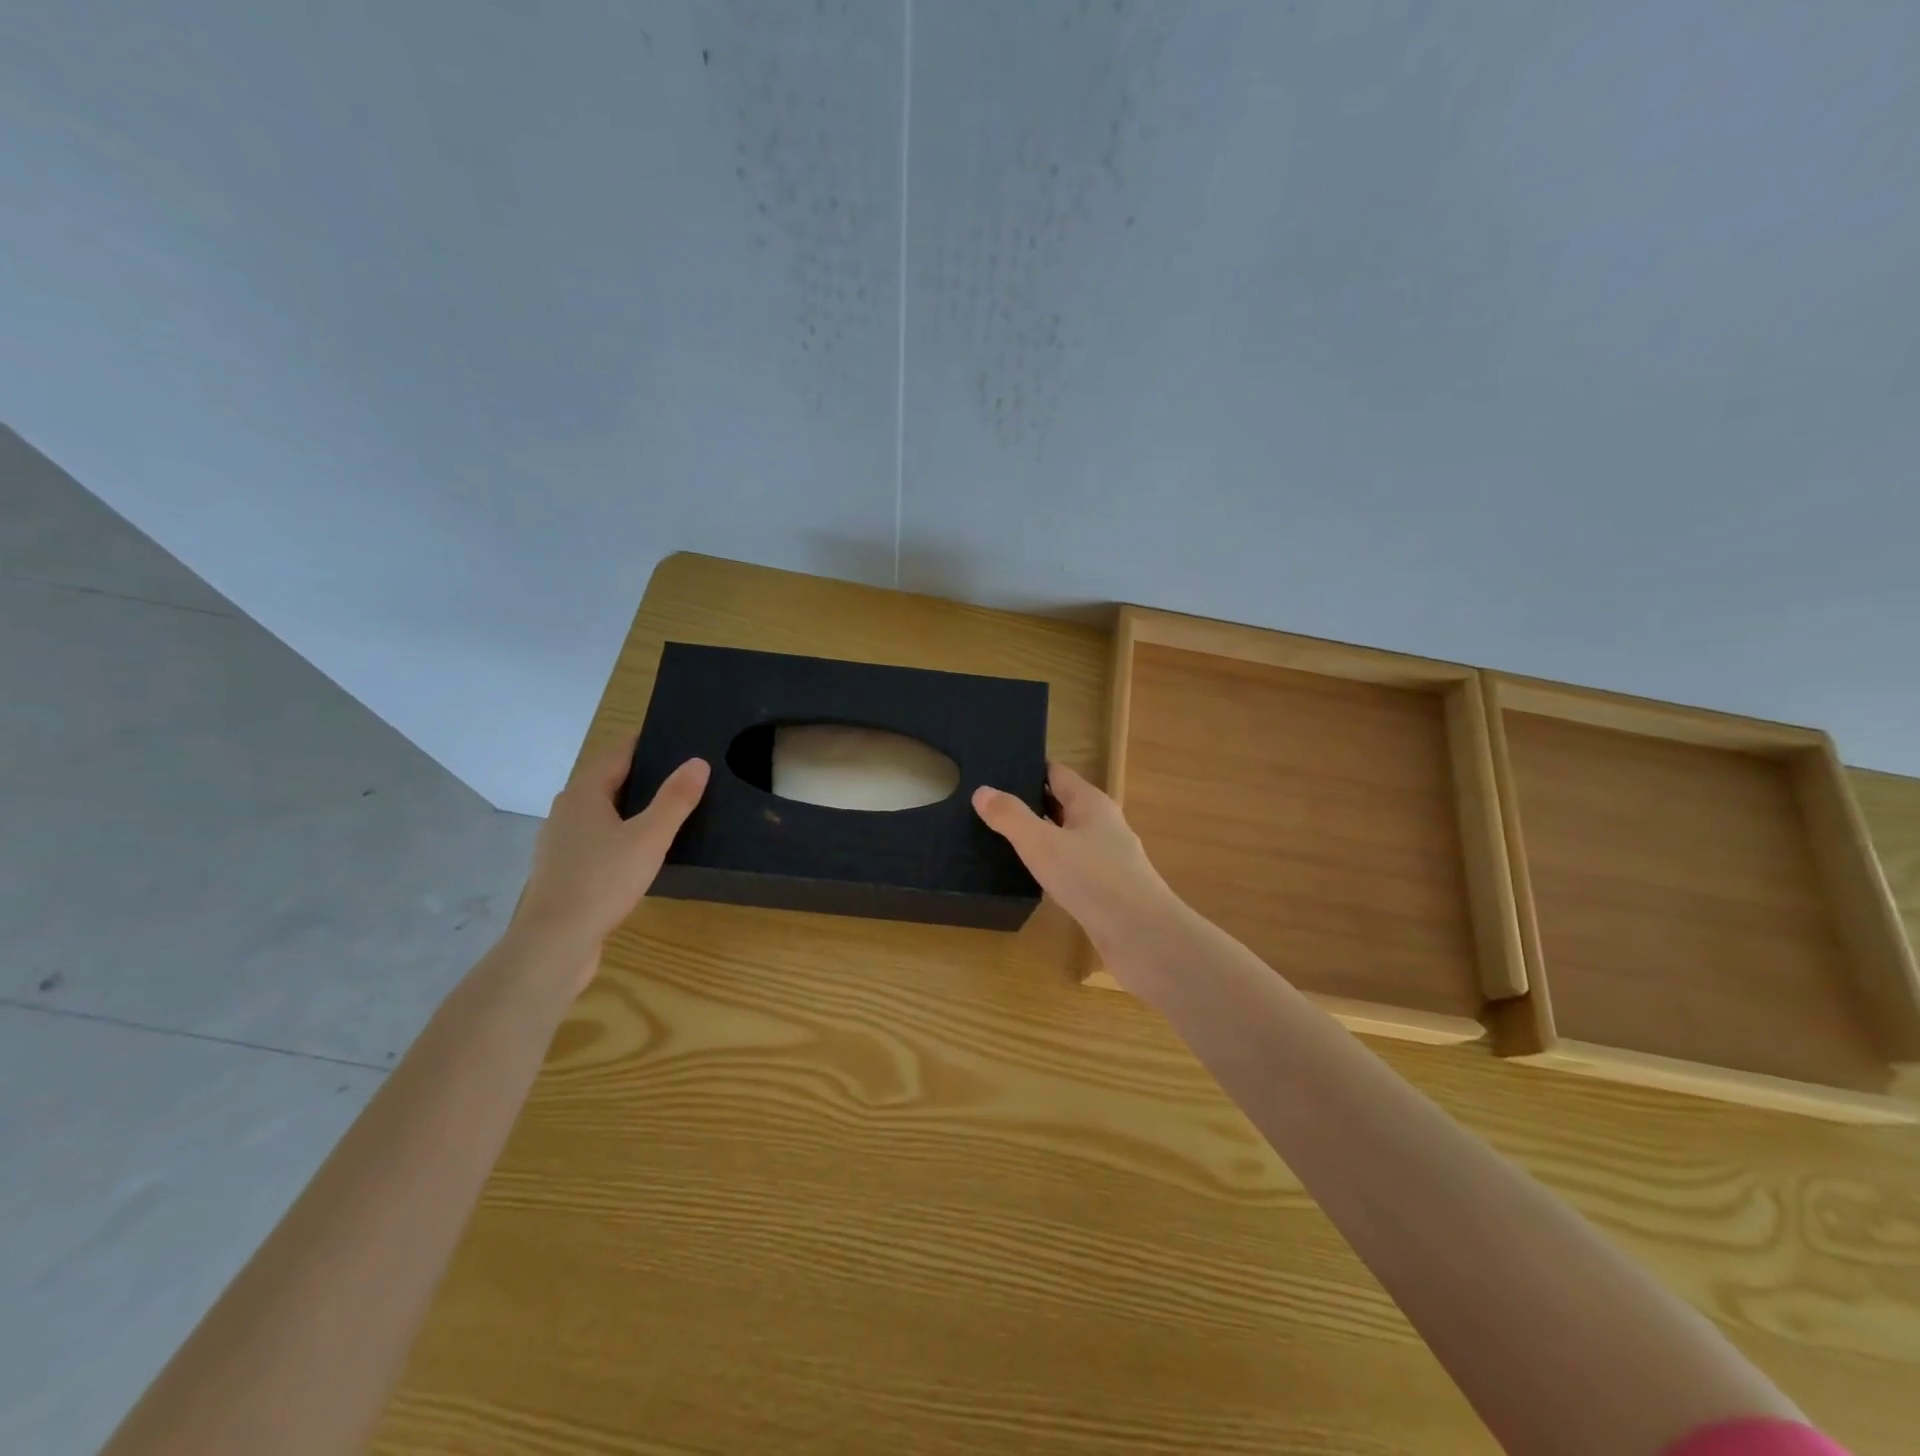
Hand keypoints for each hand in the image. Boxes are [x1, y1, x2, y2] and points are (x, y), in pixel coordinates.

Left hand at [511, 737, 709, 988]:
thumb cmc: (603, 880)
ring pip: (602, 813)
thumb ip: (675, 799)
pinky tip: (641, 852)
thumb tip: (697, 762)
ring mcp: (561, 842)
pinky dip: (620, 835)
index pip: (618, 753)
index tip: (675, 738)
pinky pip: (597, 840)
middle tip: (682, 775)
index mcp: (584, 793)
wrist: (555, 942)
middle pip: (608, 781)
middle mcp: (566, 811)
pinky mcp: (564, 870)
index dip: (645, 743)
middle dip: (642, 775)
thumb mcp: (650, 837)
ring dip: (630, 808)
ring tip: (668, 812)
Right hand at [972, 762, 1181, 955]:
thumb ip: (1011, 817)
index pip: (1056, 773)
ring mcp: (1107, 857)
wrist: (1141, 936)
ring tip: (1000, 838)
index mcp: (1091, 803)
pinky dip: (1050, 864)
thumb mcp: (1042, 843)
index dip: (1027, 768)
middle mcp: (1102, 824)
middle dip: (1029, 801)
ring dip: (1039, 835)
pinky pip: (1071, 866)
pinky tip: (1028, 875)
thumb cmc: (1092, 879)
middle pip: (1061, 803)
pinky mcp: (1106, 888)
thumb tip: (982, 790)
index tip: (994, 769)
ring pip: (1066, 837)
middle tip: (987, 804)